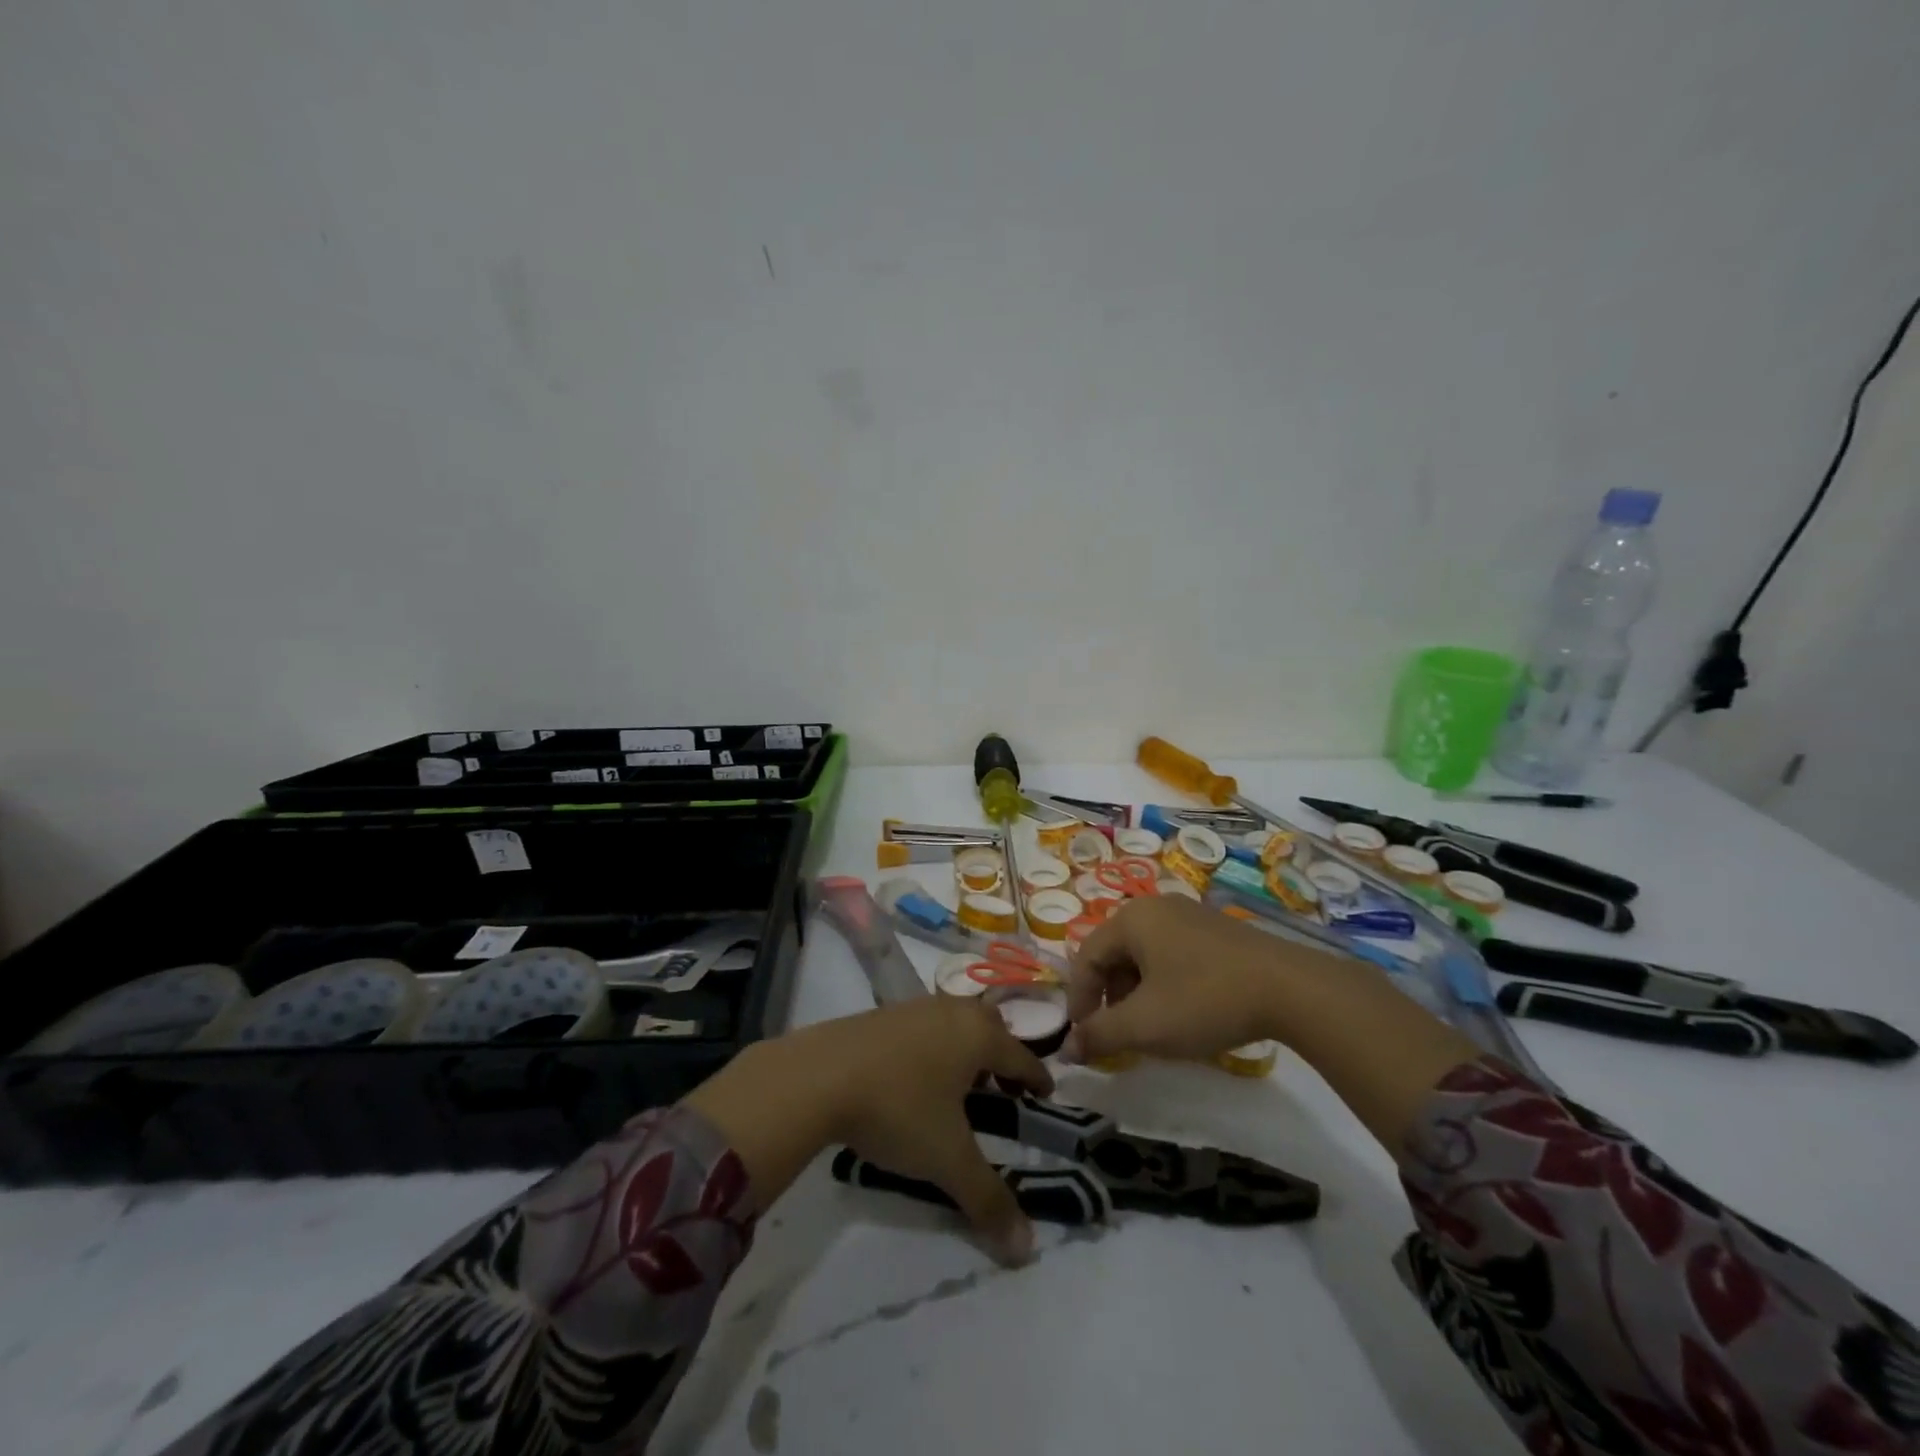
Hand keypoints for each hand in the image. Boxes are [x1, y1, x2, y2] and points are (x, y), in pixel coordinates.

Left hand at [684, 997, 1052, 1265]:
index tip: (1046, 1094)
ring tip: (958, 1087)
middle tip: (1002, 1090)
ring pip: (955, 1022)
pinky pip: (924, 1025)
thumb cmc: (897, 1109)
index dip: (1037, 1078)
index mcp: (978, 1035)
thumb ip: (988, 1201)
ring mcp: (914, 1007)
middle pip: (990, 1027)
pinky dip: (933, 1045)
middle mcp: (952, 1011)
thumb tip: (1026, 1251)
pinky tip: (915, 1075)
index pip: (1021, 1056)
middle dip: (1002, 1056)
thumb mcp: (946, 1159)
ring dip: (965, 1050)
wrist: (819, 1075)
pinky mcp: (881, 1013)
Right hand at [1068, 895, 1482, 1150]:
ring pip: (1144, 957)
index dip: (1079, 1002)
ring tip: (1152, 1030)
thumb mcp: (1144, 1025)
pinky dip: (1165, 986)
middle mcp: (1156, 908)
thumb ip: (1099, 1035)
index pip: (1085, 958)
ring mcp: (1190, 916)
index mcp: (1131, 919)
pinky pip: (1173, 955)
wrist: (1292, 990)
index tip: (1085, 1041)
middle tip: (1119, 1037)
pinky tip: (1184, 1014)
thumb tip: (1066, 1049)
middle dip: (1110, 999)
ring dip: (1137, 995)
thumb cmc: (1204, 1000)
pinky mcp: (1217, 931)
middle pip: (1114, 955)